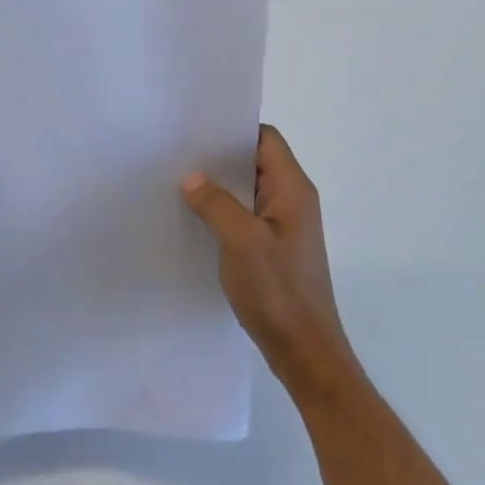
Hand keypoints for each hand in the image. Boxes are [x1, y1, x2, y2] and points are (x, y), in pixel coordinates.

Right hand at [182, 126, 360, 400]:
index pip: (266, 139)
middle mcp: (293, 201)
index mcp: (293, 190)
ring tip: (180, 183)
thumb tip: (192, 177)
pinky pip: (247, 216)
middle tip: (179, 155)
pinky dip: (224, 211)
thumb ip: (216, 204)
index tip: (196, 132)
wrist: (305, 352)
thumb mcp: (241, 242)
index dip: (234, 131)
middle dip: (220, 158)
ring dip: (219, 187)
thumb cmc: (278, 292)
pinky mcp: (274, 249)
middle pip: (256, 162)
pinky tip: (196, 219)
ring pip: (249, 191)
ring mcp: (285, 226)